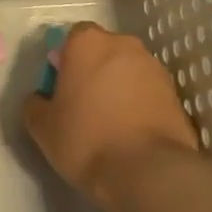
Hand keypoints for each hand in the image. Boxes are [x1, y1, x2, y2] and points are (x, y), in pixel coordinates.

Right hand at [24, 22, 197, 211]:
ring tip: (110, 123)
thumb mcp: (42, 127)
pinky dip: (140, 106)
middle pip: (103, 52)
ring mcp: (154, 68)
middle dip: (94, 71)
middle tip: (84, 105)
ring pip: (128, 71)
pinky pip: (148, 93)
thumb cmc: (86, 139)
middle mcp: (124, 45)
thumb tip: (40, 99)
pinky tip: (131, 134)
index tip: (62, 88)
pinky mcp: (175, 95)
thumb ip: (35, 104)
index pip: (72, 38)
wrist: (149, 173)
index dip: (65, 61)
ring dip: (119, 88)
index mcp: (87, 43)